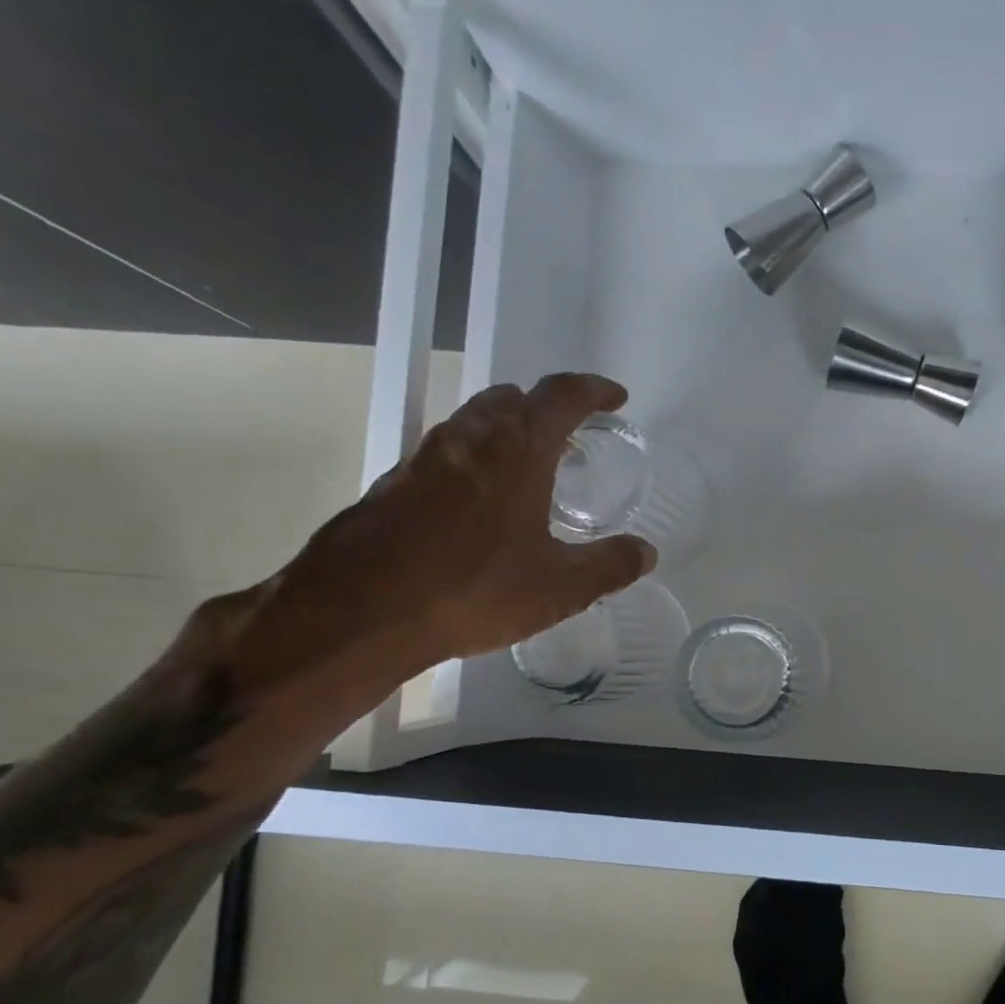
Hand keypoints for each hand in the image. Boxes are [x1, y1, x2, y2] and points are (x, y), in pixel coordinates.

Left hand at [216, 373, 656, 702]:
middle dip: (545, 408)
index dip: (594, 390)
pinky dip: (472, 464)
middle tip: (570, 440)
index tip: (616, 399)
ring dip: (505, 433)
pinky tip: (478, 510)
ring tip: (528, 473)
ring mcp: (421, 459)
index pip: (561, 395)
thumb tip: (645, 553)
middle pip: (511, 399)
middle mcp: (467, 439)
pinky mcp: (391, 486)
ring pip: (471, 424)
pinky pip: (443, 457)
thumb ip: (608, 566)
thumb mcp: (559, 587)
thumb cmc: (473, 589)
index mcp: (516, 449)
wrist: (359, 612)